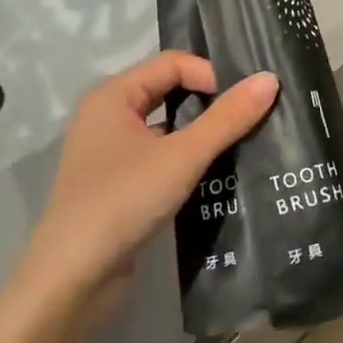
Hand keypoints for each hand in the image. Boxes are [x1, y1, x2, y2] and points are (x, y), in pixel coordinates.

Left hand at [16, 52, 278, 316]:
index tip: (246, 103)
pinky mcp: (119, 184)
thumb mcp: (182, 156)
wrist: (73, 278)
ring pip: (167, 127)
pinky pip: (160, 156)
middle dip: (210, 102)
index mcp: (113, 96)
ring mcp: (111, 152)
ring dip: (201, 133)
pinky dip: (187, 159)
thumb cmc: (123, 201)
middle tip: (254, 115)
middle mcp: (108, 116)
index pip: (173, 64)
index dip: (212, 75)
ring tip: (244, 143)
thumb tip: (270, 80)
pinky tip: (217, 175)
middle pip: (169, 92)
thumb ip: (227, 118)